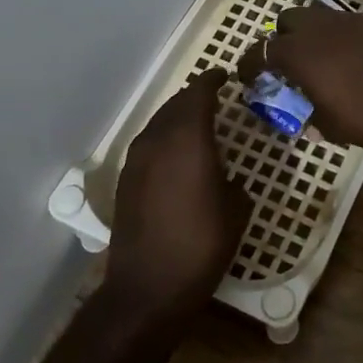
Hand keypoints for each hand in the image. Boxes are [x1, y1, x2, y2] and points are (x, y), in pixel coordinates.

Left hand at [106, 69, 251, 321]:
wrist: (149, 287)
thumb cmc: (202, 246)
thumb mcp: (236, 210)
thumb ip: (233, 181)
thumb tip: (227, 177)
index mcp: (188, 141)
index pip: (198, 94)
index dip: (212, 81)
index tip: (225, 76)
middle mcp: (158, 142)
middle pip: (175, 105)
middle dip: (194, 96)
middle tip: (215, 96)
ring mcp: (136, 161)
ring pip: (158, 123)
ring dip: (177, 116)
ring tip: (197, 121)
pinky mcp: (126, 181)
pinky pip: (148, 144)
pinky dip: (164, 138)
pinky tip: (176, 153)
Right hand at [236, 6, 362, 149]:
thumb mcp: (330, 126)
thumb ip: (311, 116)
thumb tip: (308, 119)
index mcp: (298, 53)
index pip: (259, 51)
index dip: (248, 64)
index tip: (247, 77)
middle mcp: (319, 28)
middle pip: (288, 20)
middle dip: (282, 38)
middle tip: (289, 62)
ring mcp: (349, 21)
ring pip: (319, 17)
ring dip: (313, 35)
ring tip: (323, 59)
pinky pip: (348, 25)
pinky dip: (342, 38)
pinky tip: (354, 59)